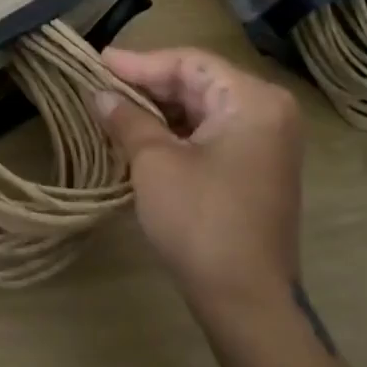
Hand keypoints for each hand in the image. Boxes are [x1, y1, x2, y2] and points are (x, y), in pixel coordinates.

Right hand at [94, 48, 303, 314]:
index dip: (140, 62)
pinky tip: (141, 131)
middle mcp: (268, 111)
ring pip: (202, 107)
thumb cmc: (201, 221)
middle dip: (148, 84)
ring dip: (159, 108)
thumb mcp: (154, 162)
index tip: (99, 62)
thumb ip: (127, 118)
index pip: (188, 63)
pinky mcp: (257, 168)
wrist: (247, 304)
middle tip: (102, 82)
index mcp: (252, 100)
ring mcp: (267, 141)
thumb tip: (100, 94)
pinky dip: (176, 130)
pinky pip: (212, 132)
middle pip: (198, 82)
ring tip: (113, 105)